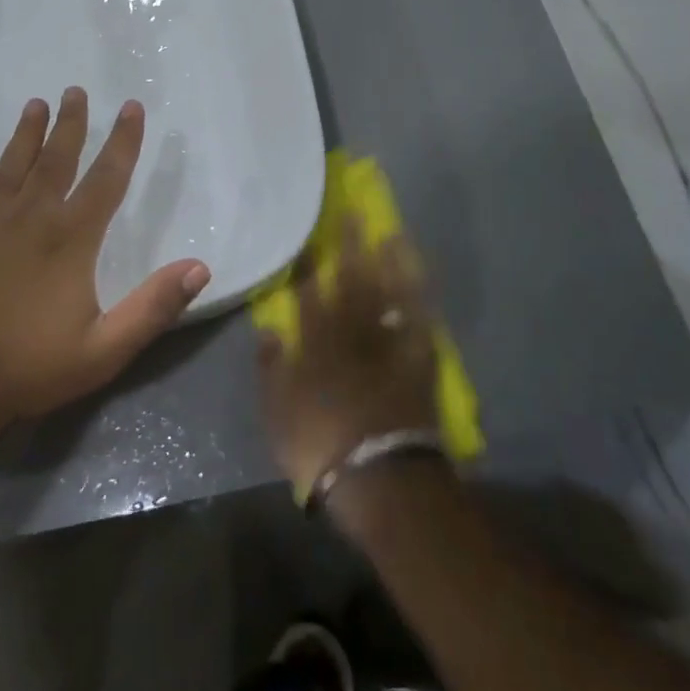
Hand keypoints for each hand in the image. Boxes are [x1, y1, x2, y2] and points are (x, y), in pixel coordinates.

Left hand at [0, 88, 210, 446]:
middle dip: (71, 124)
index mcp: (70, 240)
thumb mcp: (105, 350)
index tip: (132, 108)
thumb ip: (153, 307)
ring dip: (26, 133)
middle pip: (57, 160)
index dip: (123, 142)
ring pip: (11, 166)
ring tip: (37, 103)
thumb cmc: (29, 369)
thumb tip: (200, 267)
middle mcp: (30, 218)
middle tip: (76, 90)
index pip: (106, 180)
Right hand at [257, 226, 441, 498]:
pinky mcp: (417, 360)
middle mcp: (351, 333)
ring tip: (391, 231)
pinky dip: (421, 297)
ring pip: (389, 292)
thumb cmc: (318, 445)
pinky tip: (421, 279)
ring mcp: (388, 344)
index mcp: (314, 342)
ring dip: (390, 260)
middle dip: (350, 244)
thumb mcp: (276, 411)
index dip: (309, 262)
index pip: (308, 291)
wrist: (379, 479)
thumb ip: (269, 367)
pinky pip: (420, 321)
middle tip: (353, 211)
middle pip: (351, 279)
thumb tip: (268, 330)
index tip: (309, 236)